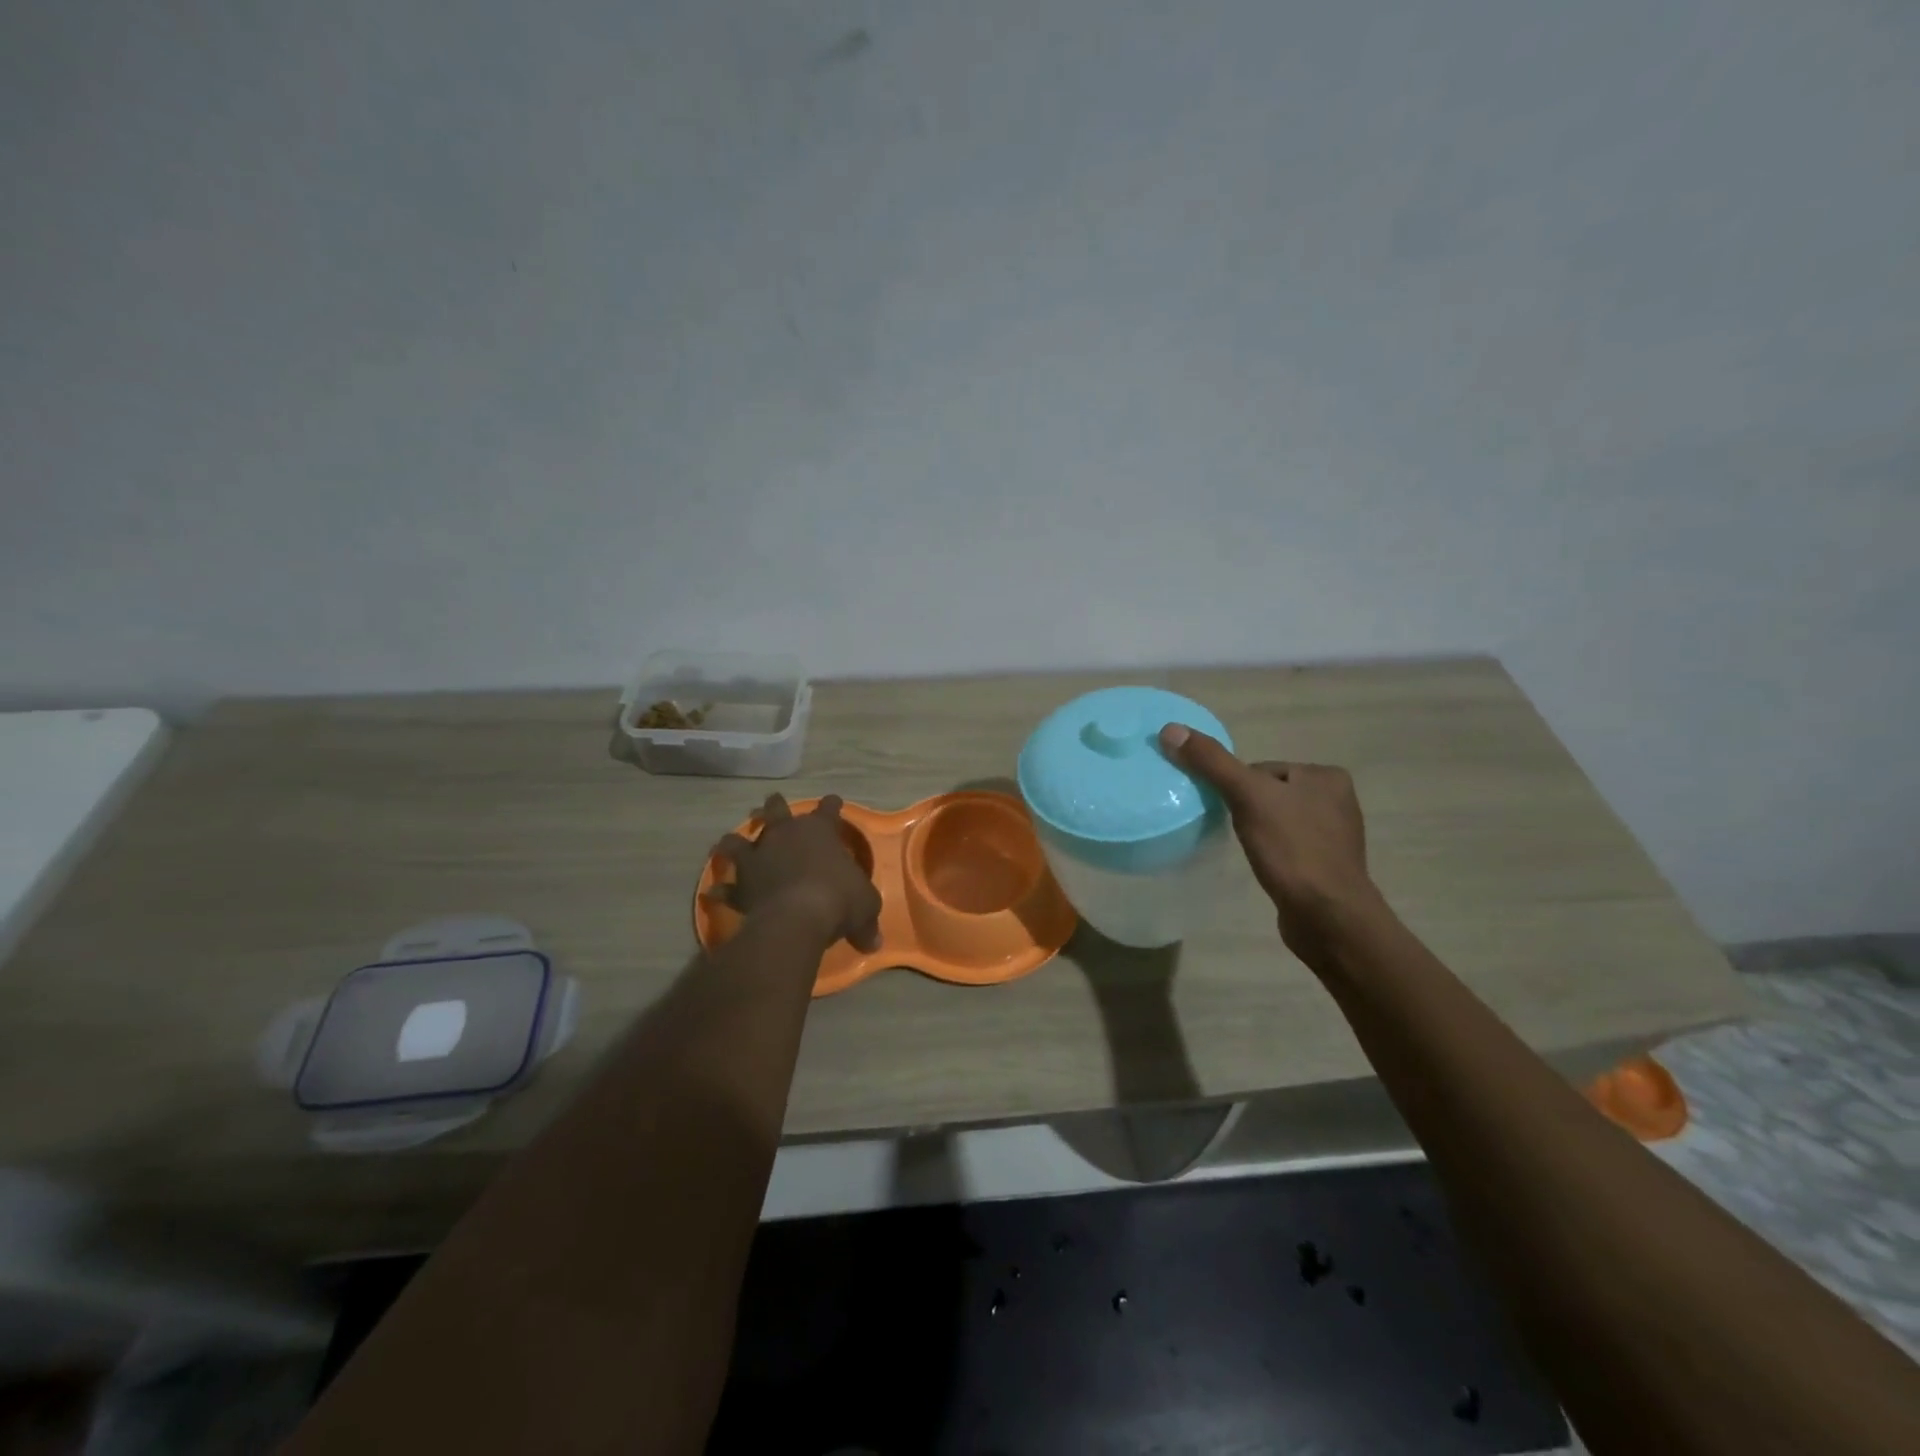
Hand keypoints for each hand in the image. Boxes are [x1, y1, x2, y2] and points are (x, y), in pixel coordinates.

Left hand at [710, 794, 883, 953]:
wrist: (797, 917)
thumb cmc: (838, 899)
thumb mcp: (865, 907)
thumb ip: (867, 920)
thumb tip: (874, 942)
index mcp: (820, 830)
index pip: (828, 809)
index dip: (831, 805)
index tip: (833, 801)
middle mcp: (785, 834)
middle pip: (776, 809)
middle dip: (775, 806)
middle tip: (772, 806)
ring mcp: (758, 856)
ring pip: (739, 840)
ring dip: (735, 842)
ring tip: (731, 844)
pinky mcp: (740, 883)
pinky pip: (725, 887)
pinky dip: (721, 890)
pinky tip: (714, 894)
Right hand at [1159, 724, 1382, 959]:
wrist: (1328, 917)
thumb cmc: (1292, 850)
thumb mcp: (1248, 797)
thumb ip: (1211, 762)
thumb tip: (1170, 730)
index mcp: (1326, 776)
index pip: (1262, 769)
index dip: (1236, 787)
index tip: (1228, 810)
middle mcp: (1337, 800)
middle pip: (1268, 793)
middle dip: (1247, 810)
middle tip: (1234, 831)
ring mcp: (1335, 836)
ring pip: (1277, 820)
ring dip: (1258, 832)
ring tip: (1249, 851)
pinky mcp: (1327, 866)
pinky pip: (1288, 847)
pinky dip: (1272, 853)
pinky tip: (1265, 866)